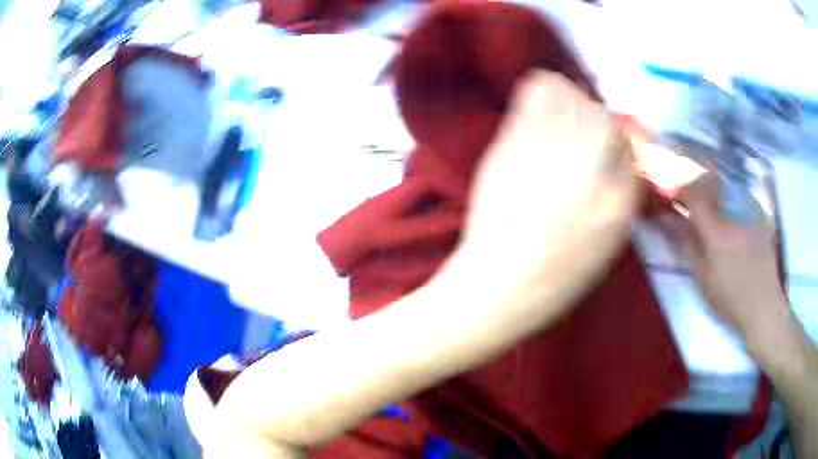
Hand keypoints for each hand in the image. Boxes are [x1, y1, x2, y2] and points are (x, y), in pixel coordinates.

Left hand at [454, 70, 640, 313]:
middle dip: (596, 114)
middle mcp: (589, 172)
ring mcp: (548, 155)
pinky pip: (534, 99)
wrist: (499, 283)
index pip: (628, 148)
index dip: (618, 137)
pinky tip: (538, 91)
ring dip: (570, 96)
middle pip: (601, 117)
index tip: (608, 136)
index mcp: (617, 204)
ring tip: (562, 103)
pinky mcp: (512, 147)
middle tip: (584, 118)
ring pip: (570, 99)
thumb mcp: (608, 245)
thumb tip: (620, 157)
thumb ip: (621, 196)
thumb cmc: (558, 278)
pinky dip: (540, 90)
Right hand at [660, 172, 786, 340]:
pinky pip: (742, 198)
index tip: (675, 197)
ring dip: (717, 195)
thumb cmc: (729, 298)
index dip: (682, 190)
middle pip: (712, 183)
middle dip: (699, 187)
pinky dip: (733, 203)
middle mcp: (733, 215)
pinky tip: (735, 221)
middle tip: (694, 202)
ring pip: (728, 189)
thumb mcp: (702, 277)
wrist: (763, 305)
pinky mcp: (760, 216)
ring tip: (715, 212)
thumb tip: (668, 218)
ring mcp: (750, 213)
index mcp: (716, 233)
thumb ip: (686, 244)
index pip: (695, 195)